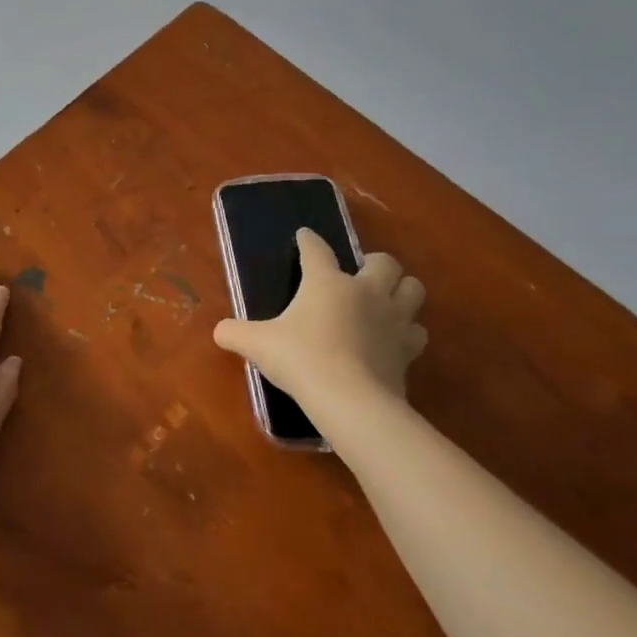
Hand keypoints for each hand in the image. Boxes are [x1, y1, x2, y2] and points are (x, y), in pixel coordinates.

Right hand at [213, 231, 427, 422]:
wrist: (350, 400)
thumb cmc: (300, 359)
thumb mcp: (257, 344)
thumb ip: (235, 333)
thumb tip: (220, 331)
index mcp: (327, 281)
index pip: (317, 250)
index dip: (309, 241)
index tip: (304, 236)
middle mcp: (365, 291)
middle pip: (384, 262)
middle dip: (374, 263)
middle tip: (359, 274)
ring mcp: (393, 319)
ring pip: (413, 289)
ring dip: (402, 291)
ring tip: (385, 301)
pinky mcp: (408, 350)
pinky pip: (417, 332)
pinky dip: (408, 332)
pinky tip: (393, 340)